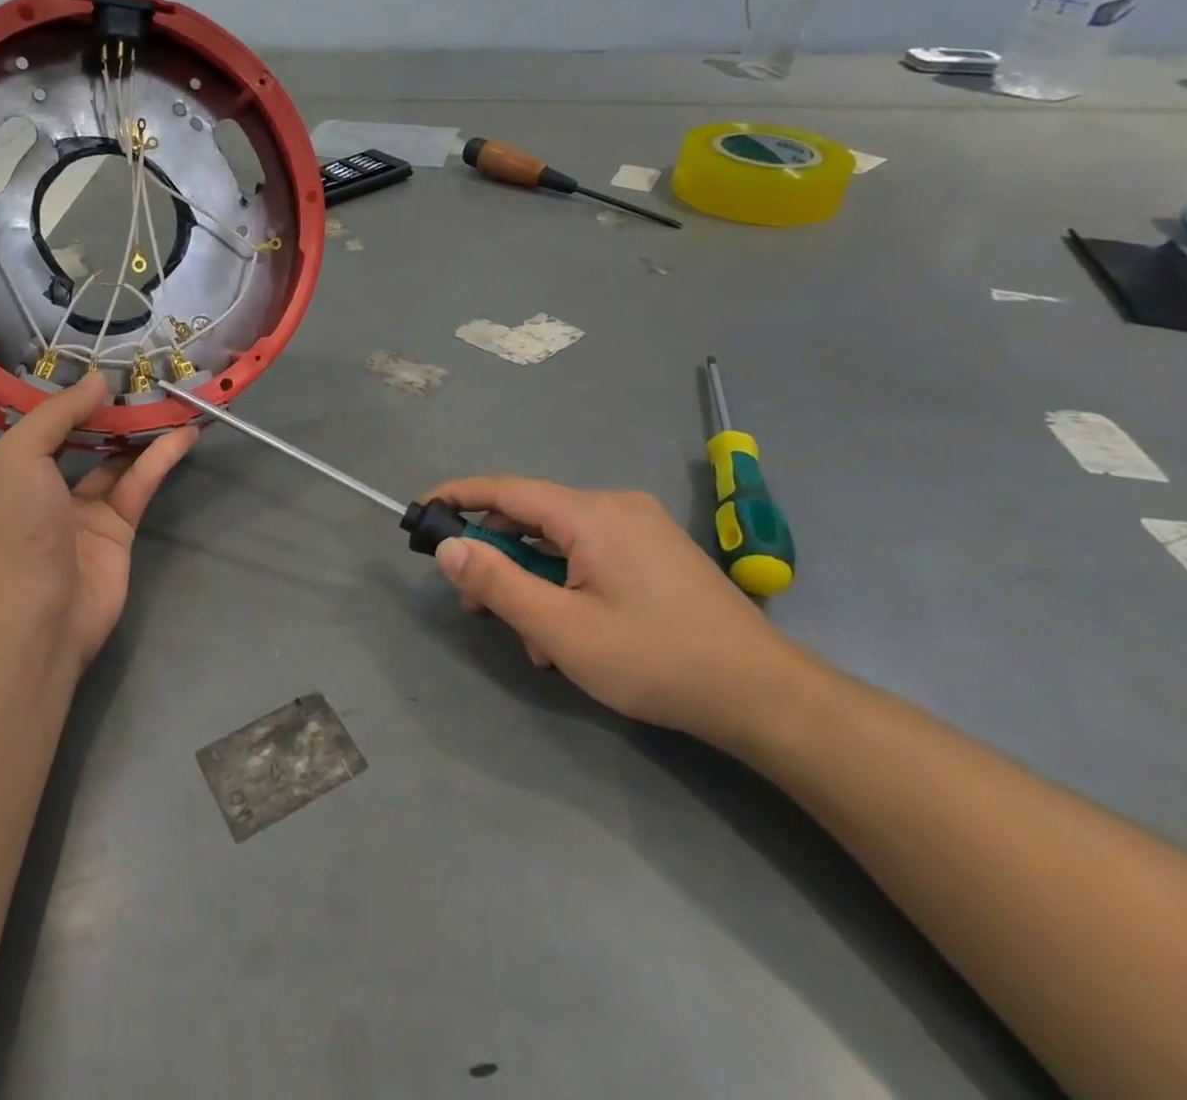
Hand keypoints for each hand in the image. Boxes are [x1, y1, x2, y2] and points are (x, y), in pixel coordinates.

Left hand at [0, 374, 197, 668]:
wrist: (40, 615)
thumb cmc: (12, 530)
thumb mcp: (18, 457)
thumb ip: (57, 414)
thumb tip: (98, 384)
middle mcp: (30, 485)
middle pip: (50, 435)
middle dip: (73, 404)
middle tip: (103, 364)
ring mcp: (74, 508)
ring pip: (104, 456)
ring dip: (128, 426)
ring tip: (155, 389)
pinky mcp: (114, 527)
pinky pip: (138, 482)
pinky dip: (161, 456)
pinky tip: (184, 430)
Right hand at [425, 479, 811, 748]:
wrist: (764, 697)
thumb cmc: (655, 659)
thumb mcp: (561, 628)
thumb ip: (497, 583)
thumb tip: (448, 546)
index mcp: (591, 514)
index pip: (506, 490)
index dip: (458, 496)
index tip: (422, 511)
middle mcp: (615, 506)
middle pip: (532, 518)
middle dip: (497, 559)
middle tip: (474, 605)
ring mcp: (641, 528)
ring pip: (561, 543)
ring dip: (534, 583)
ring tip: (535, 641)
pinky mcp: (656, 552)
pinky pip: (590, 555)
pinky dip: (566, 585)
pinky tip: (570, 635)